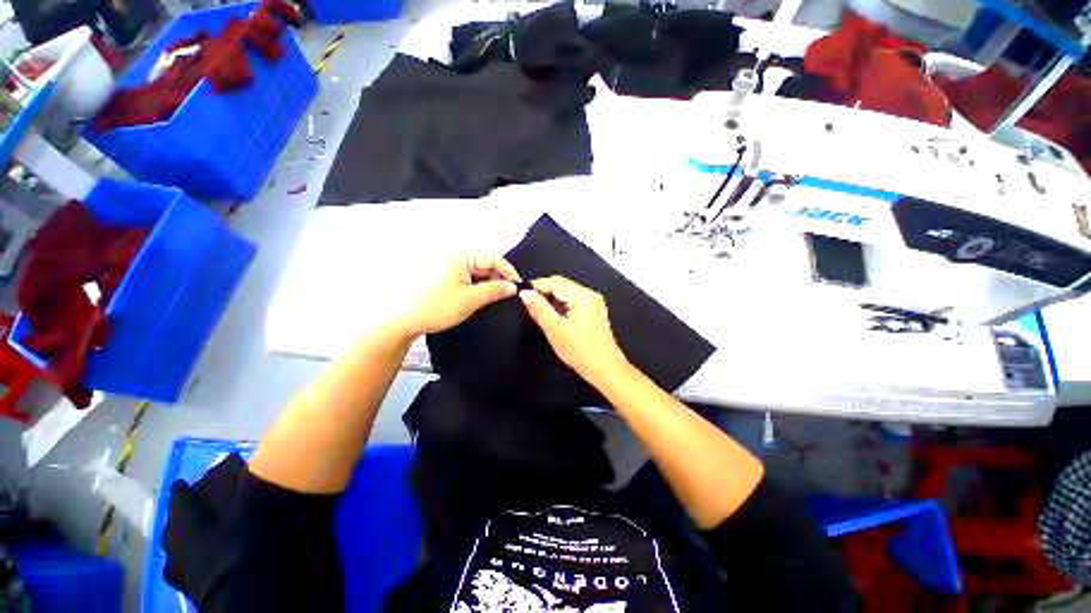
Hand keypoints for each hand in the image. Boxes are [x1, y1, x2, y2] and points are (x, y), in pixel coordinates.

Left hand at [401, 255, 520, 335]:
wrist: (403, 321)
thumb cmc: (433, 308)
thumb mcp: (470, 300)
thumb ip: (494, 291)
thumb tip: (512, 287)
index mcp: (458, 256)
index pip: (493, 258)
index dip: (508, 272)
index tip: (518, 285)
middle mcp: (453, 257)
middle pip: (485, 264)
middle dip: (499, 278)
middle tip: (510, 293)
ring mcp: (447, 267)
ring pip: (477, 272)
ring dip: (489, 283)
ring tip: (498, 297)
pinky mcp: (443, 277)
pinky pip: (467, 278)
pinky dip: (477, 286)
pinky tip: (482, 297)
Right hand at [519, 276, 629, 385]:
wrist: (605, 370)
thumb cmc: (583, 352)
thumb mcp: (555, 330)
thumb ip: (539, 309)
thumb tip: (525, 294)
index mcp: (583, 296)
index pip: (554, 282)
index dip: (536, 286)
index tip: (521, 295)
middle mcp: (590, 295)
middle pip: (560, 285)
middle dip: (543, 292)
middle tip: (528, 304)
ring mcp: (592, 303)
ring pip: (565, 293)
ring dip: (550, 299)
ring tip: (538, 311)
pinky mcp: (592, 312)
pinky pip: (571, 302)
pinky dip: (559, 306)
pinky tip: (552, 316)